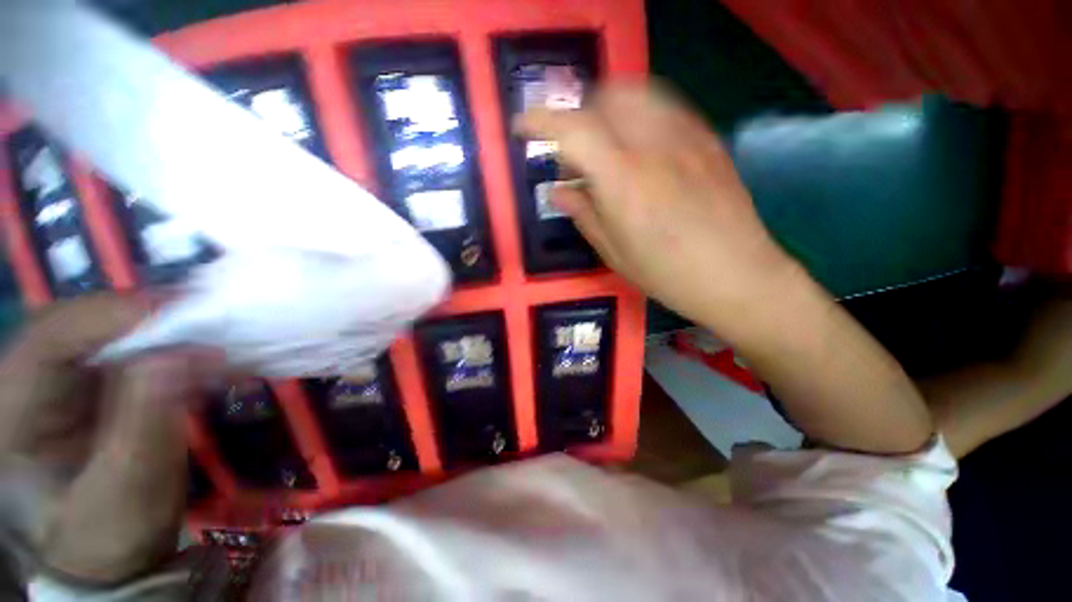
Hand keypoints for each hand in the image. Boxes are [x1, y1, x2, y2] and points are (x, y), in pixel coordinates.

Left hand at [0, 295, 195, 583]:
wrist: (106, 554)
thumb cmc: (105, 536)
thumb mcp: (125, 494)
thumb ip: (144, 425)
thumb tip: (180, 356)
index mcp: (10, 405)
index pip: (56, 332)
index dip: (122, 315)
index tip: (194, 316)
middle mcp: (26, 377)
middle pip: (88, 321)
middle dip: (155, 320)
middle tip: (216, 327)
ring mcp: (59, 378)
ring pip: (116, 330)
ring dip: (172, 334)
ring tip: (222, 346)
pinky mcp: (92, 383)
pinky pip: (135, 350)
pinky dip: (176, 350)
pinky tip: (210, 362)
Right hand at [519, 83, 932, 453]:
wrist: (740, 276)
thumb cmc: (669, 275)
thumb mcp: (615, 253)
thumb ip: (584, 214)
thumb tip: (559, 192)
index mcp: (623, 181)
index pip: (572, 129)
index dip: (539, 123)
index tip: (523, 129)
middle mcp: (653, 145)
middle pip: (604, 97)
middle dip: (577, 117)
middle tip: (574, 154)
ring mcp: (685, 136)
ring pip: (635, 92)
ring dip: (606, 111)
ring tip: (604, 148)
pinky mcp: (707, 138)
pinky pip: (663, 106)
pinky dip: (637, 116)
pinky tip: (638, 149)